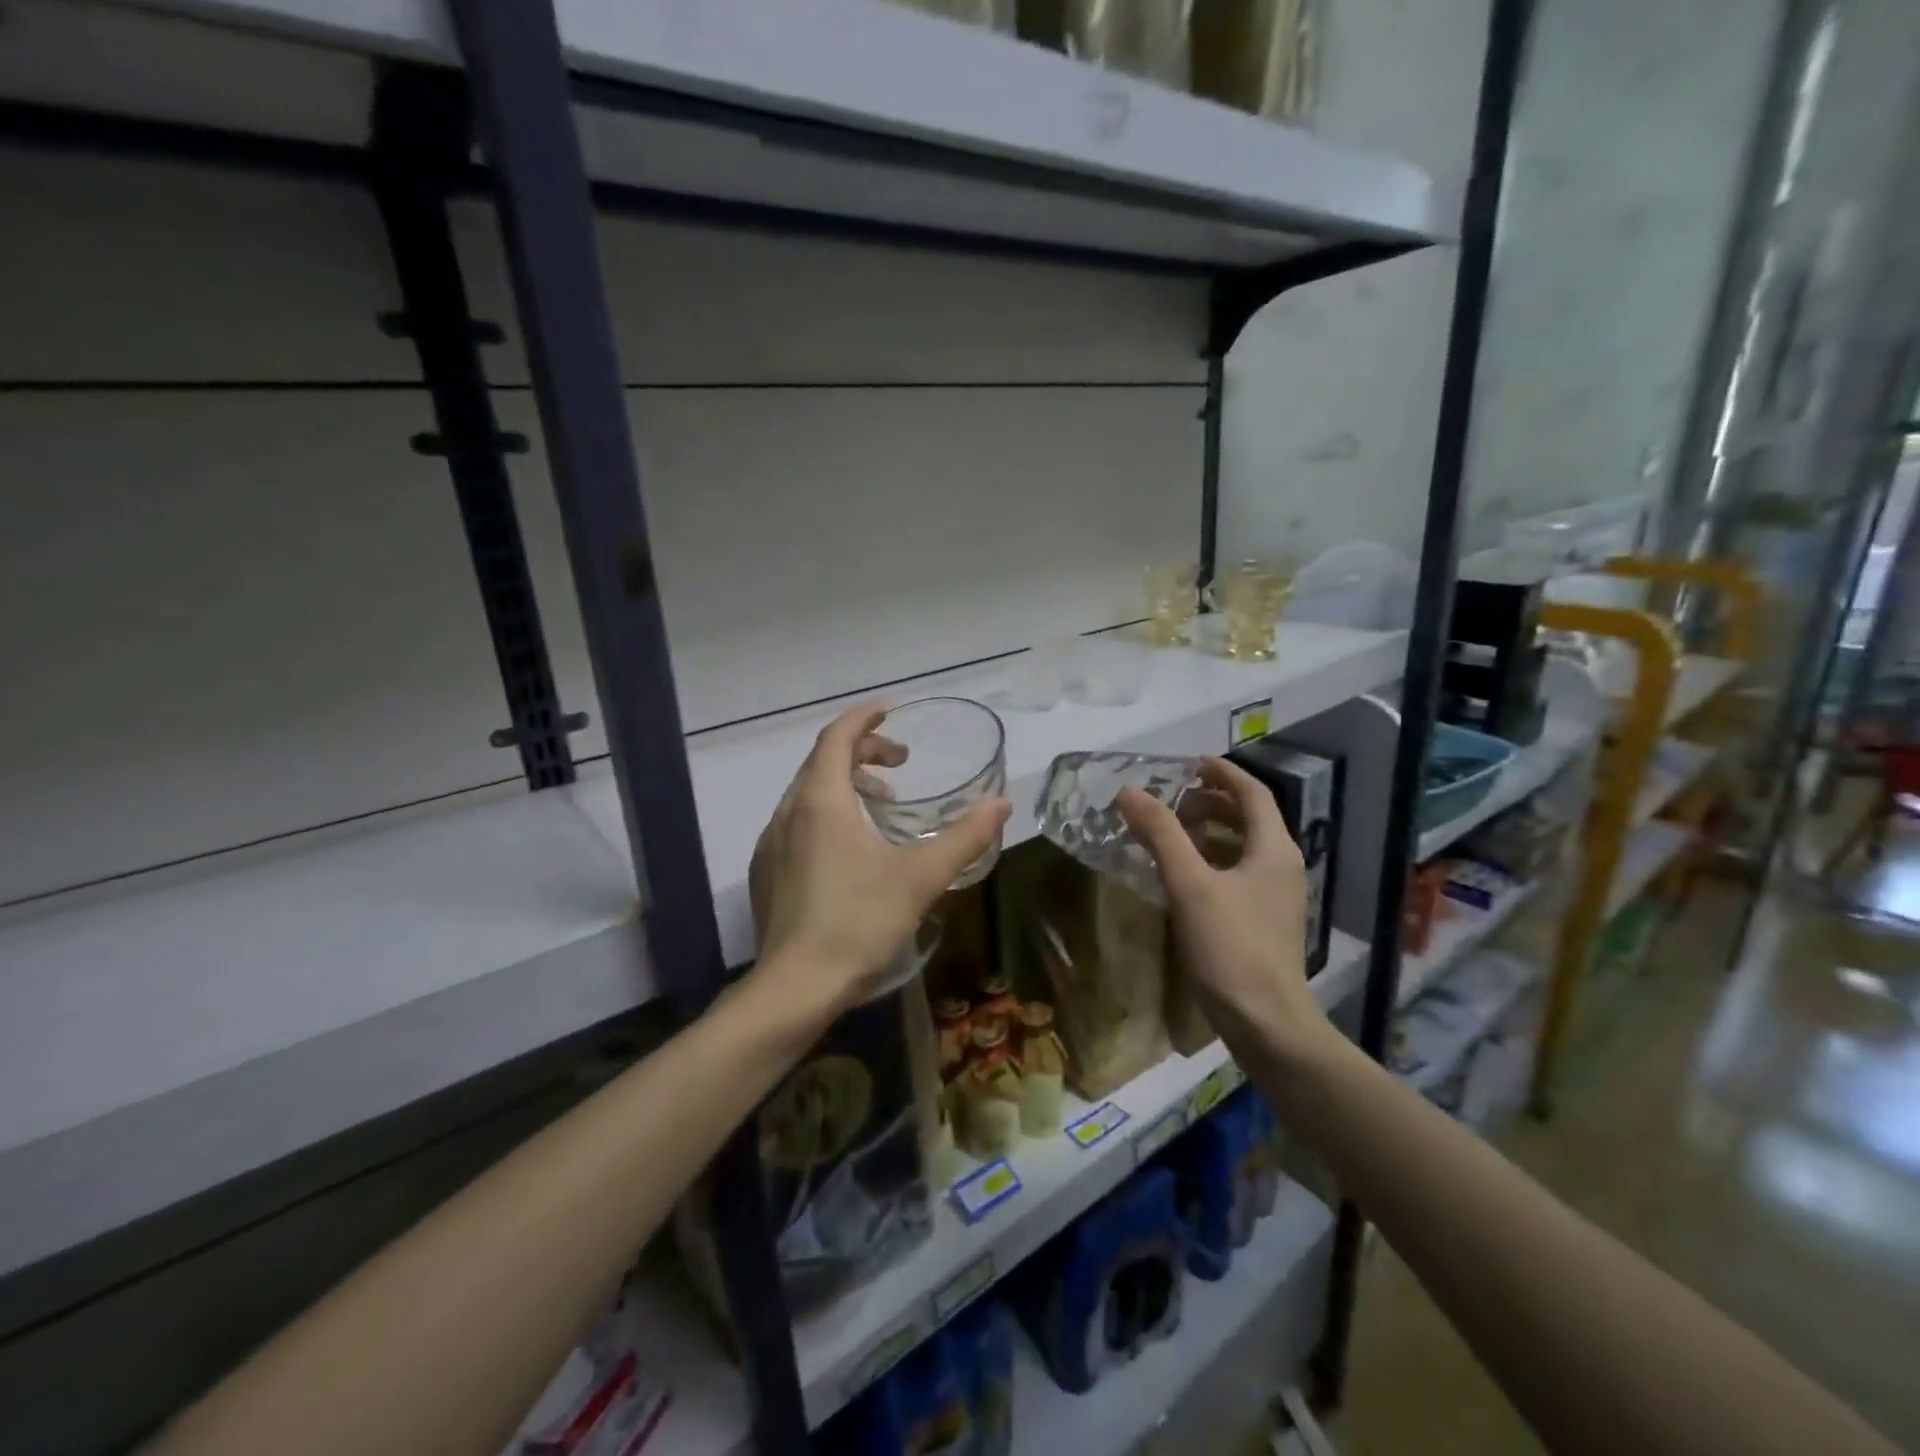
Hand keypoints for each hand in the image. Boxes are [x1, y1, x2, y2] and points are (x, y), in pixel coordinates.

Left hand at [749, 704, 1010, 1016]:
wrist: (795, 988)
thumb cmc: (859, 922)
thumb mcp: (921, 877)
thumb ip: (965, 837)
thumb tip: (1002, 804)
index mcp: (821, 801)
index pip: (837, 737)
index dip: (865, 719)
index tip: (893, 713)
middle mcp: (788, 812)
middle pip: (822, 761)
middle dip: (863, 752)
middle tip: (902, 765)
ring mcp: (771, 844)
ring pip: (808, 793)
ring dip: (846, 784)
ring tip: (883, 805)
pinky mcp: (767, 873)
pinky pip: (798, 822)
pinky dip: (827, 814)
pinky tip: (852, 850)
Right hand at [1116, 757, 1329, 1053]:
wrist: (1267, 1023)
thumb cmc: (1231, 947)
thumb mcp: (1190, 884)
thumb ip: (1160, 834)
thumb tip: (1129, 792)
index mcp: (1273, 849)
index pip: (1251, 792)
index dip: (1221, 772)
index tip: (1187, 763)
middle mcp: (1281, 865)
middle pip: (1248, 817)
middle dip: (1209, 802)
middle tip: (1169, 801)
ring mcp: (1276, 896)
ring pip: (1242, 847)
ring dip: (1207, 831)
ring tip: (1169, 832)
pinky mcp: (1264, 921)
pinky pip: (1237, 873)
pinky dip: (1210, 861)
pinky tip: (1181, 876)